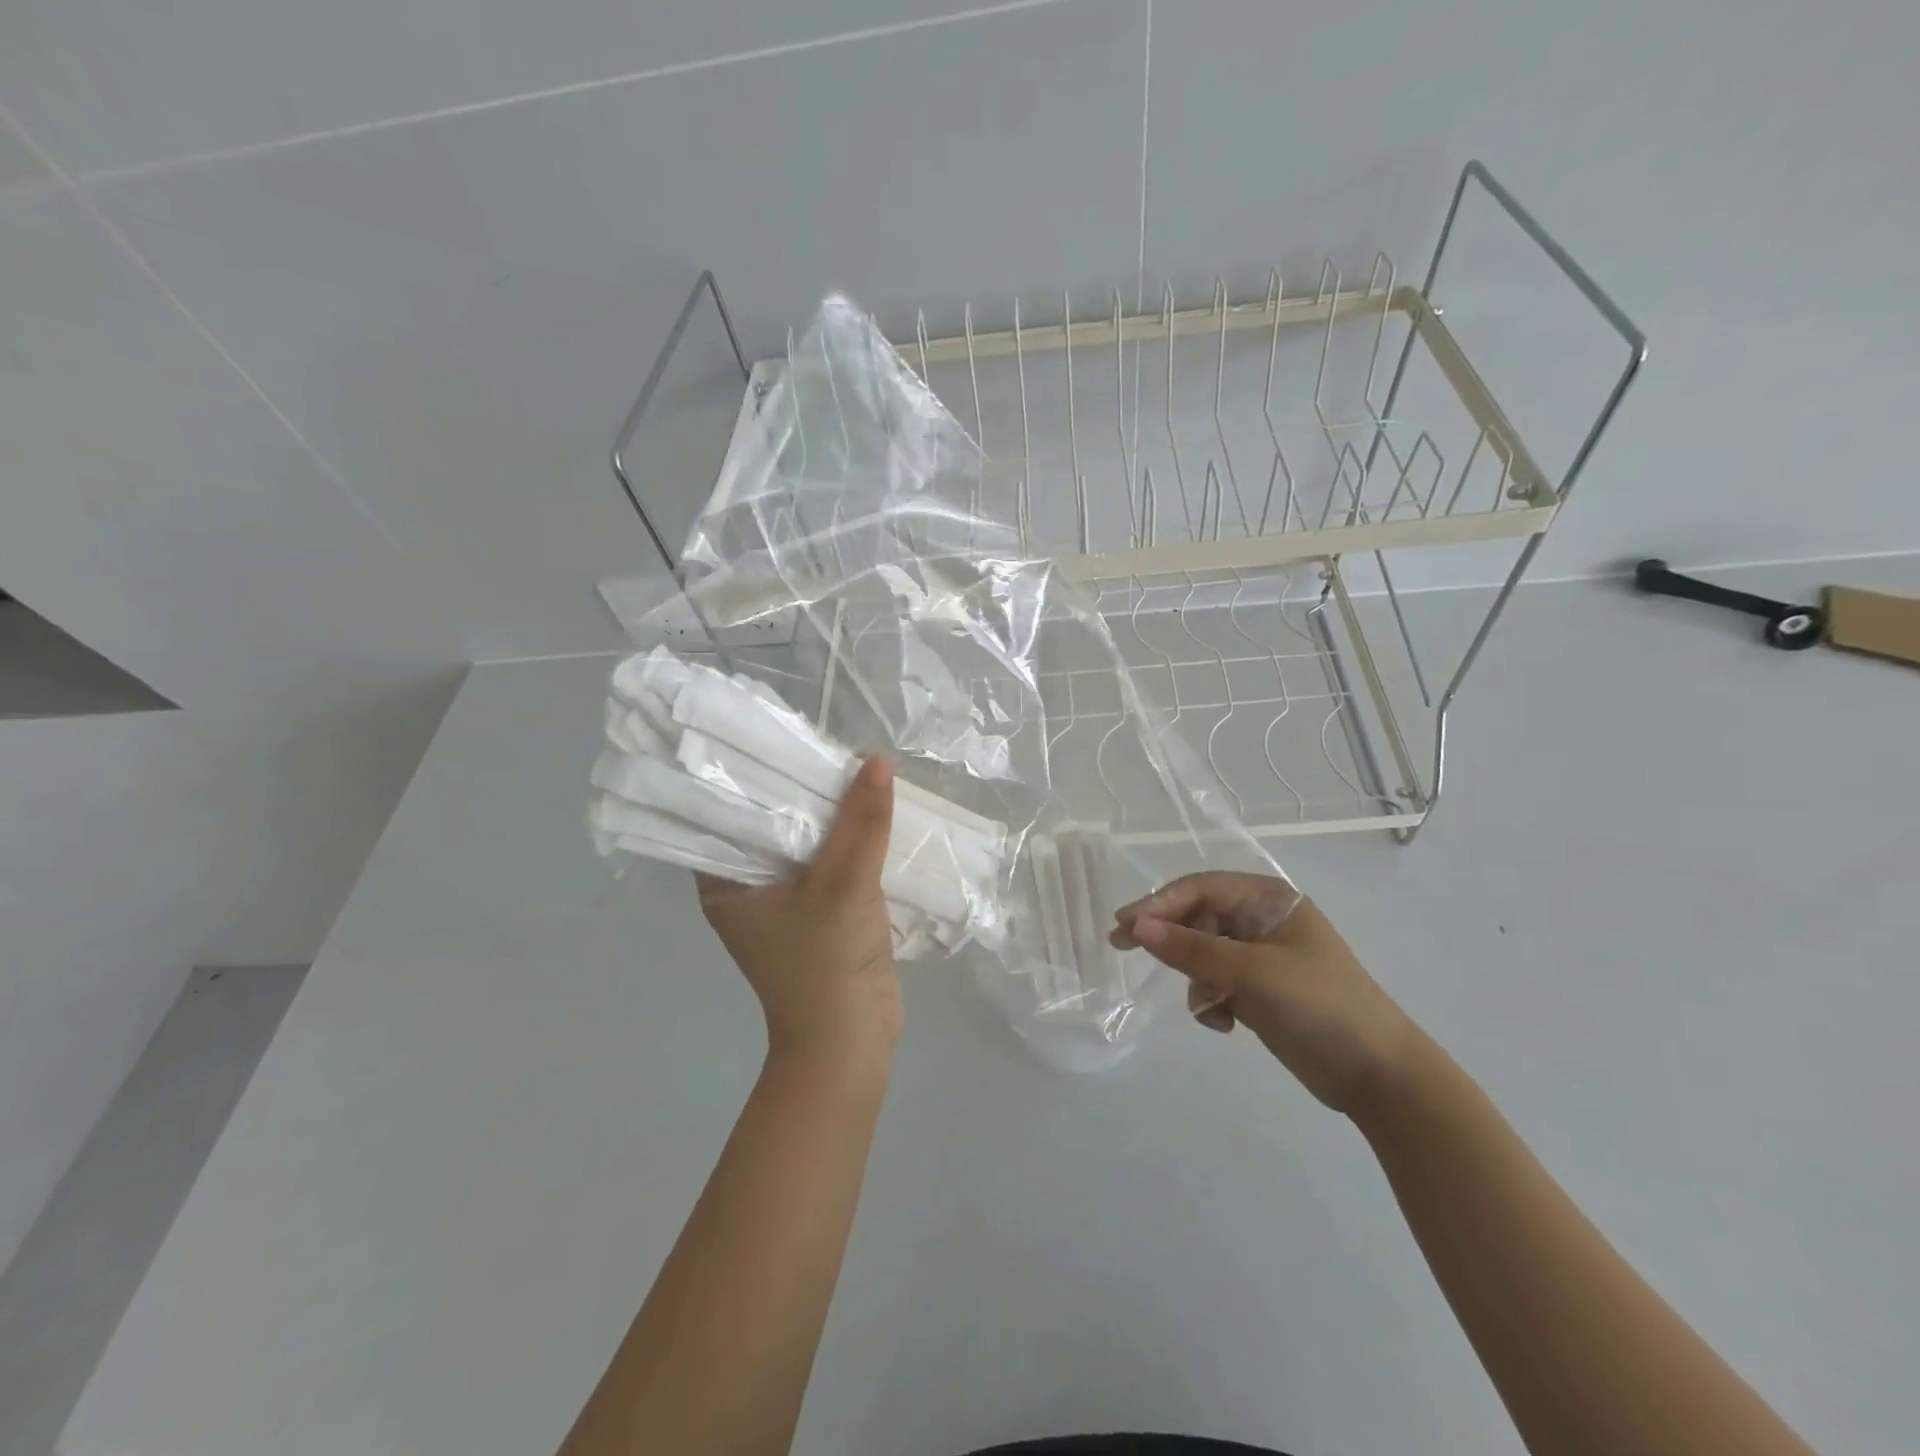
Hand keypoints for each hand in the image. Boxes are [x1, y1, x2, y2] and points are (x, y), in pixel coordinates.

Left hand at [697, 757, 901, 1063]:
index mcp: (725, 883)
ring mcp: (784, 903)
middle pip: (771, 825)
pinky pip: (830, 865)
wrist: (851, 1044)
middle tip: (827, 746)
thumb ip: (861, 822)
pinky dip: (849, 843)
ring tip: (854, 770)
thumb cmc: (826, 966)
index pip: (725, 813)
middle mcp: (747, 889)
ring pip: (806, 844)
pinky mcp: (819, 914)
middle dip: (801, 791)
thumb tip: (875, 761)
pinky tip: (872, 814)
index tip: (778, 739)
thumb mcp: (845, 885)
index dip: (750, 775)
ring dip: (831, 817)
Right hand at [1111, 872, 1420, 1114]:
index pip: (1200, 888)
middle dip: (1168, 938)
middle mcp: (1262, 920)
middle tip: (1121, 946)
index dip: (1159, 903)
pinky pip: (1216, 982)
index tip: (1123, 924)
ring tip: (1211, 1007)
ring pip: (1202, 952)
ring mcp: (1261, 956)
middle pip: (1197, 917)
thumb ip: (1191, 949)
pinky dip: (1211, 1000)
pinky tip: (1226, 1024)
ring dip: (1196, 978)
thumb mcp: (1252, 974)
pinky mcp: (1260, 989)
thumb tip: (1137, 926)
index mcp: (1269, 900)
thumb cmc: (1320, 1007)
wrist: (1378, 1075)